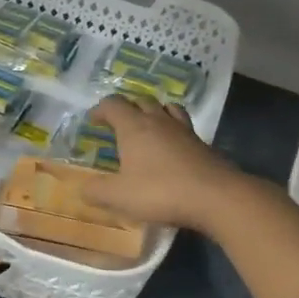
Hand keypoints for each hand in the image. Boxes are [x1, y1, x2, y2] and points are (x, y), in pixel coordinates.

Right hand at [81, 95, 240, 229]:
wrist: (216, 196)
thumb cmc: (160, 192)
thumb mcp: (119, 197)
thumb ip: (96, 191)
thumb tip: (83, 188)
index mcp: (134, 127)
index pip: (113, 104)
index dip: (100, 109)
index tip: (93, 121)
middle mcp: (158, 121)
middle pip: (141, 101)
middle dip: (127, 108)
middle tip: (118, 124)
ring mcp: (184, 130)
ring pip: (166, 108)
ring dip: (154, 112)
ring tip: (148, 126)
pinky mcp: (202, 143)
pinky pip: (183, 126)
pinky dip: (173, 130)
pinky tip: (172, 147)